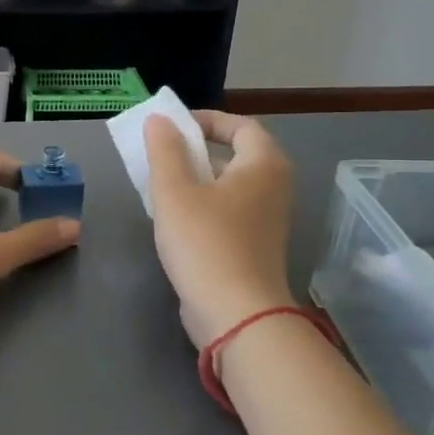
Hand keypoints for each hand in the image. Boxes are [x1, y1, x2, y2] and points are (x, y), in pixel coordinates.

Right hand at [144, 112, 294, 345]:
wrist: (236, 314)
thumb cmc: (205, 243)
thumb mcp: (174, 191)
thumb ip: (164, 150)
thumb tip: (159, 120)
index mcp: (264, 165)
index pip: (240, 125)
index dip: (206, 120)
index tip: (171, 128)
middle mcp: (274, 187)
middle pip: (236, 155)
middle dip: (196, 151)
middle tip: (161, 157)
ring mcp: (267, 220)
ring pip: (229, 186)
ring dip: (196, 181)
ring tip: (160, 188)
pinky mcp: (255, 247)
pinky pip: (228, 212)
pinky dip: (204, 207)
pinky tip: (175, 222)